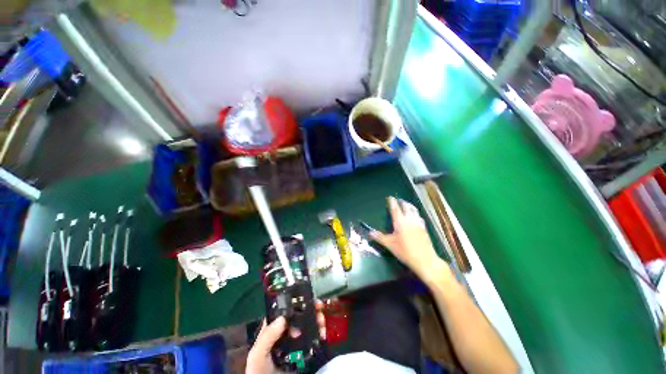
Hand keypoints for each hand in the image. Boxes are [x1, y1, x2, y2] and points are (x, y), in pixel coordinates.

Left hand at [246, 300, 326, 373]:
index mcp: (273, 330)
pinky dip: (319, 333)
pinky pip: (314, 339)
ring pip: (308, 325)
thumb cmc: (260, 371)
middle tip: (318, 307)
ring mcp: (296, 343)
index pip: (284, 312)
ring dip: (317, 319)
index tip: (305, 299)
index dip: (295, 303)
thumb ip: (267, 337)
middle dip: (310, 309)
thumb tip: (283, 318)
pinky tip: (323, 333)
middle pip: (299, 316)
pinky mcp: (304, 352)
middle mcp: (285, 334)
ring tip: (322, 321)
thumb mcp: (258, 355)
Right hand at [370, 197, 444, 279]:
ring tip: (406, 204)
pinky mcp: (424, 228)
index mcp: (400, 222)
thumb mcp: (390, 245)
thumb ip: (379, 237)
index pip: (395, 208)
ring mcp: (418, 223)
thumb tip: (370, 232)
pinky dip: (415, 213)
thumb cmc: (405, 251)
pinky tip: (416, 216)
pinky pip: (419, 216)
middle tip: (398, 200)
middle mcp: (410, 220)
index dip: (392, 202)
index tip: (390, 197)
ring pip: (414, 210)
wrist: (425, 260)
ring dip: (409, 205)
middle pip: (406, 206)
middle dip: (402, 202)